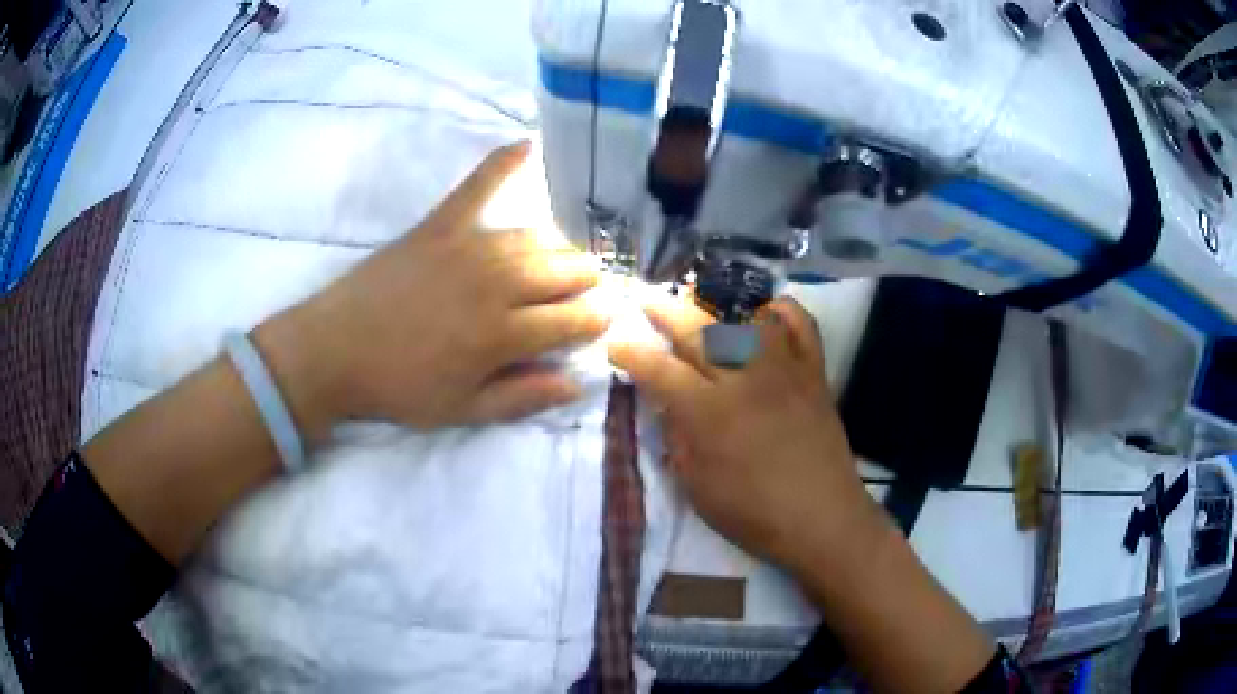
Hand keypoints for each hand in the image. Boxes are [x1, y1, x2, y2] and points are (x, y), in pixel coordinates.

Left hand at [257, 142, 609, 436]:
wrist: (333, 350)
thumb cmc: (398, 386)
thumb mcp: (461, 411)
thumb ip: (522, 397)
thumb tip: (578, 383)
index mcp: (501, 333)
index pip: (572, 319)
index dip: (596, 321)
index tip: (602, 322)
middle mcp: (495, 282)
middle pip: (563, 271)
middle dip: (587, 282)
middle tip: (586, 293)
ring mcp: (468, 246)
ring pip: (536, 238)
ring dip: (560, 250)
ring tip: (565, 262)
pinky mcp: (439, 225)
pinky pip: (477, 186)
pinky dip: (503, 163)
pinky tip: (528, 144)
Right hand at [609, 295, 878, 570]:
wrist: (822, 519)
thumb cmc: (753, 513)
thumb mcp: (697, 487)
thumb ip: (677, 438)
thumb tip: (666, 403)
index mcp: (709, 413)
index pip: (660, 370)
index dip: (632, 353)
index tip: (616, 343)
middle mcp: (745, 379)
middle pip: (699, 330)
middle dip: (664, 310)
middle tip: (645, 298)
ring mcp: (784, 370)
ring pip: (747, 319)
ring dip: (719, 306)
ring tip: (700, 301)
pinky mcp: (814, 373)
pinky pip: (802, 326)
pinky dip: (783, 311)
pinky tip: (765, 312)